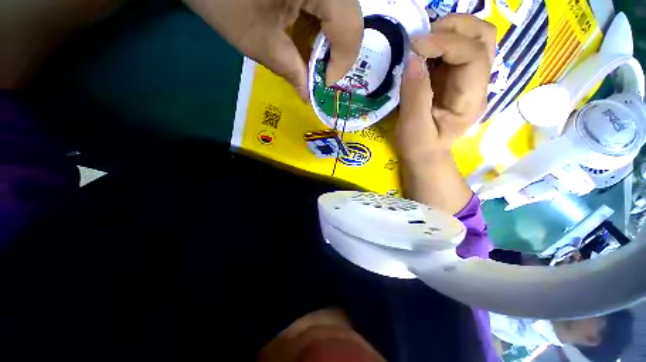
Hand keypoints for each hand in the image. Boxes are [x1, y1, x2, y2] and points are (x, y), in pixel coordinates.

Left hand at [185, 0, 362, 99]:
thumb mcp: (260, 41)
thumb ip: (291, 71)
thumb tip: (308, 96)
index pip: (350, 31)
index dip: (340, 65)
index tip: (322, 85)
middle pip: (348, 20)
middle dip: (334, 54)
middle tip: (317, 74)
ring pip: (338, 12)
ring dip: (326, 41)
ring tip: (308, 58)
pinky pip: (324, 3)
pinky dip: (317, 25)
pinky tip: (302, 36)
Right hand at [396, 14, 494, 167]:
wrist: (425, 155)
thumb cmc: (419, 147)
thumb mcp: (413, 128)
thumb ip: (415, 95)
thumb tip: (413, 58)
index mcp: (471, 100)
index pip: (474, 56)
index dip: (446, 43)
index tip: (415, 46)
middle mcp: (478, 83)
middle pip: (484, 37)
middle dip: (454, 28)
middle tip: (422, 37)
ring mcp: (468, 78)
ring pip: (474, 37)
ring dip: (448, 30)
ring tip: (422, 42)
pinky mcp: (454, 77)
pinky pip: (455, 48)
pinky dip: (439, 41)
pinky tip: (422, 52)